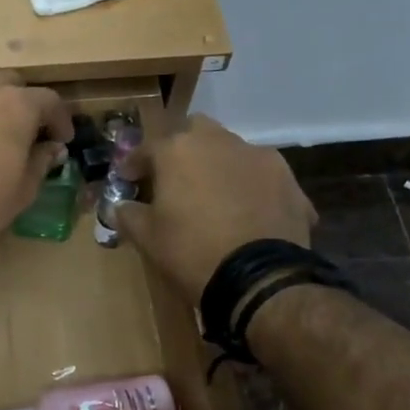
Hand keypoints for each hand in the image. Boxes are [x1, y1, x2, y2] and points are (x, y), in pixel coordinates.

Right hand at [114, 117, 317, 304]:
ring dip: (219, 165)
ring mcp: (259, 157)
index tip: (128, 180)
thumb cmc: (191, 251)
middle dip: (182, 150)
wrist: (260, 278)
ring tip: (215, 196)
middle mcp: (220, 142)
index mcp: (179, 151)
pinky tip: (248, 214)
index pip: (147, 148)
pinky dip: (250, 188)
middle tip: (175, 179)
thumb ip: (129, 215)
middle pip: (195, 131)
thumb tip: (120, 207)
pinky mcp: (290, 180)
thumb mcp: (147, 238)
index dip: (134, 165)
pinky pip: (261, 177)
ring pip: (232, 150)